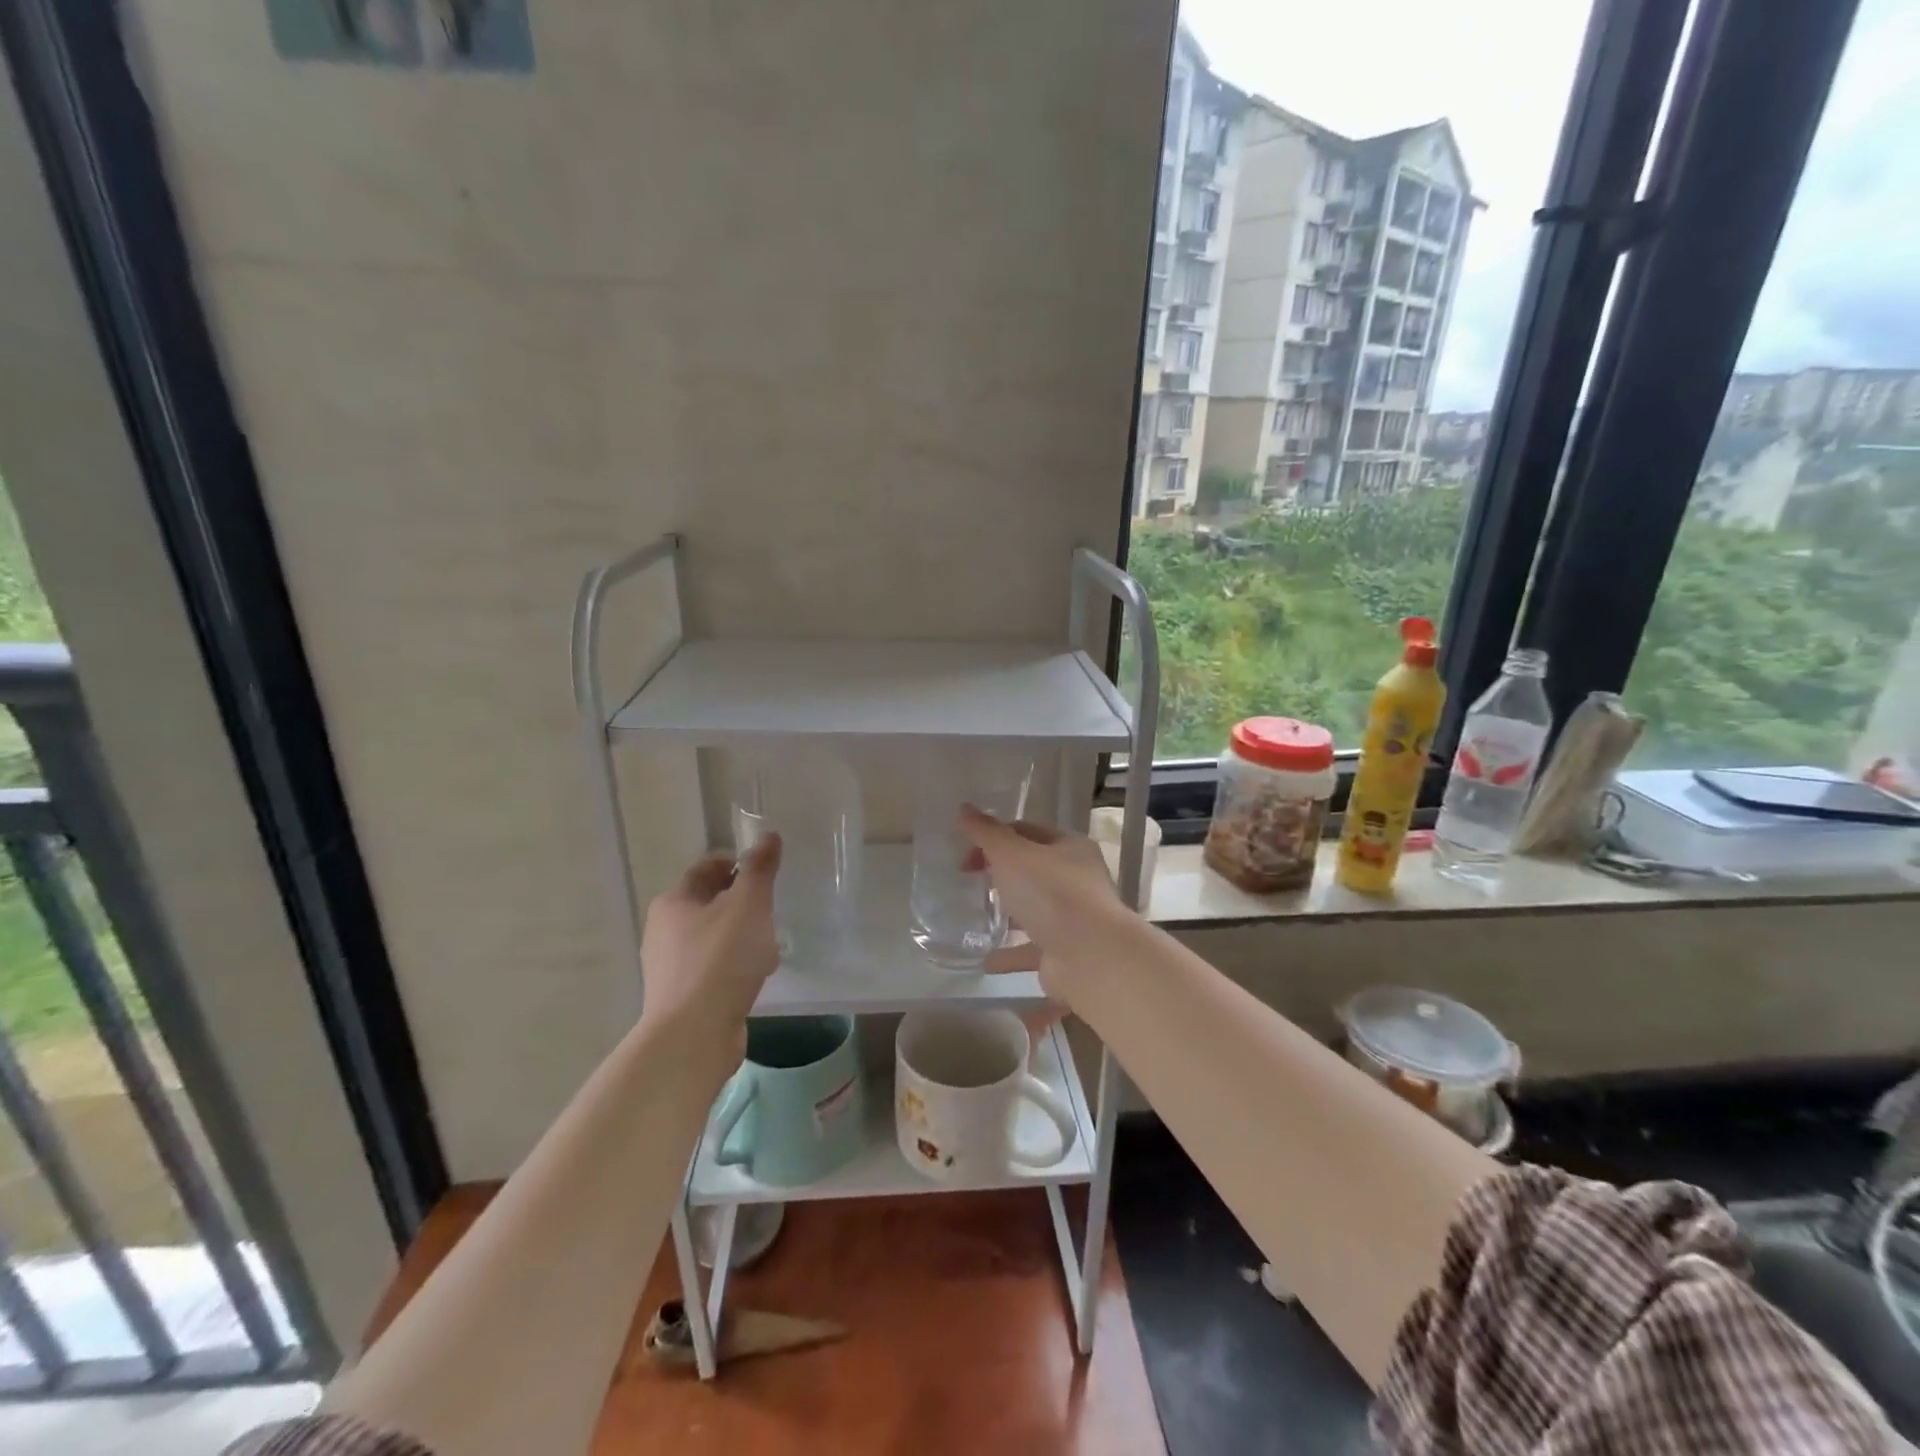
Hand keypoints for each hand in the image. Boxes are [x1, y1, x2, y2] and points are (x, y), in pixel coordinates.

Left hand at [639, 836, 781, 1045]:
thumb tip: (768, 836)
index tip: (765, 872)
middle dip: (741, 903)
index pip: (706, 869)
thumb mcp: (749, 905)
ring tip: (769, 946)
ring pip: (712, 939)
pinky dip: (734, 967)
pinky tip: (756, 978)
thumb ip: (760, 870)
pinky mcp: (682, 998)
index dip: (736, 864)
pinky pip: (714, 970)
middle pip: (708, 904)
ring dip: (740, 937)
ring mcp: (670, 968)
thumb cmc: (721, 959)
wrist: (694, 1035)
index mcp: (673, 902)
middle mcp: (663, 931)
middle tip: (771, 909)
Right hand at [958, 807, 1124, 998]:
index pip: (1027, 831)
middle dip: (1000, 872)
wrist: (1091, 958)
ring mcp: (1072, 918)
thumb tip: (964, 809)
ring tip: (976, 914)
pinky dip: (1010, 953)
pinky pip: (1031, 949)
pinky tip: (986, 960)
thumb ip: (987, 833)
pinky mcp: (1064, 952)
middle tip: (969, 879)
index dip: (994, 837)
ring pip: (1033, 909)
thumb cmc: (1053, 894)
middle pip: (1031, 869)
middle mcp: (1076, 880)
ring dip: (1007, 912)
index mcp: (1070, 848)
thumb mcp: (1013, 855)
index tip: (966, 853)